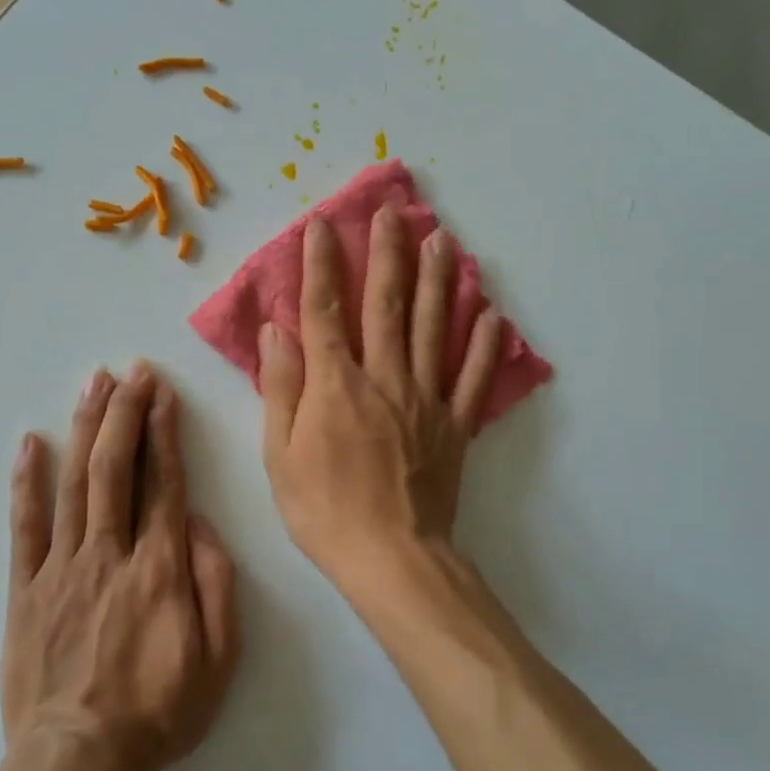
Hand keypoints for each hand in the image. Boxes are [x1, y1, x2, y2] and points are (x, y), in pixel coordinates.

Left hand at [3, 366, 239, 770]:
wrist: (77, 764)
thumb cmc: (159, 713)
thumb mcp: (219, 660)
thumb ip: (216, 585)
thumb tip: (201, 525)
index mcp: (161, 569)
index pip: (164, 483)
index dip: (164, 432)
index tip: (163, 393)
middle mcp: (111, 553)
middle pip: (116, 468)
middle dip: (125, 413)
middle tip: (130, 372)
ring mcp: (62, 568)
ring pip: (75, 484)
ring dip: (85, 429)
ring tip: (92, 385)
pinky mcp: (26, 589)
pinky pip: (25, 526)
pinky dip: (27, 481)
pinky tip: (31, 443)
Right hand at [259, 207, 503, 597]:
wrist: (391, 558)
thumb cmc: (324, 510)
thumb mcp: (280, 454)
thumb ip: (282, 387)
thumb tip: (277, 331)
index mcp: (336, 385)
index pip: (325, 311)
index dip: (322, 265)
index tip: (323, 226)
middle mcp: (385, 378)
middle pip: (387, 306)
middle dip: (388, 254)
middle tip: (393, 212)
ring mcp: (426, 400)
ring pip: (435, 328)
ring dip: (439, 281)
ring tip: (443, 240)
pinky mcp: (455, 426)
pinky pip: (472, 378)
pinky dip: (484, 345)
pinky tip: (492, 313)